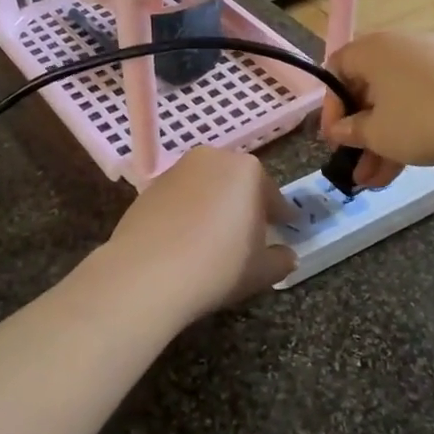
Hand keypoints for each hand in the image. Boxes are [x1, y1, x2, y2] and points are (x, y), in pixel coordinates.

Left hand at [99, 146, 296, 326]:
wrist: (147, 274)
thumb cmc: (218, 267)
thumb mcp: (261, 271)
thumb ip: (281, 260)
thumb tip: (286, 255)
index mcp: (248, 170)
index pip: (272, 195)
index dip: (281, 215)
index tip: (285, 228)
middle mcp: (213, 159)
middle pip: (237, 183)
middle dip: (245, 204)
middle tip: (249, 234)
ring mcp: (177, 170)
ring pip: (206, 187)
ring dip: (214, 205)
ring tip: (214, 238)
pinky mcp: (149, 187)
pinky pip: (180, 198)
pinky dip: (187, 212)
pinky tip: (185, 240)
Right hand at [322, 31, 433, 187]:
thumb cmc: (422, 120)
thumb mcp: (378, 134)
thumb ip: (351, 132)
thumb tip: (339, 130)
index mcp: (372, 49)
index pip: (337, 69)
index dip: (331, 107)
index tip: (335, 139)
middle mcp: (400, 46)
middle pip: (369, 89)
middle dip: (360, 133)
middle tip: (356, 166)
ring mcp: (433, 59)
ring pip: (397, 101)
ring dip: (384, 140)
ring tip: (376, 182)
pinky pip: (422, 100)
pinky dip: (410, 128)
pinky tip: (406, 165)